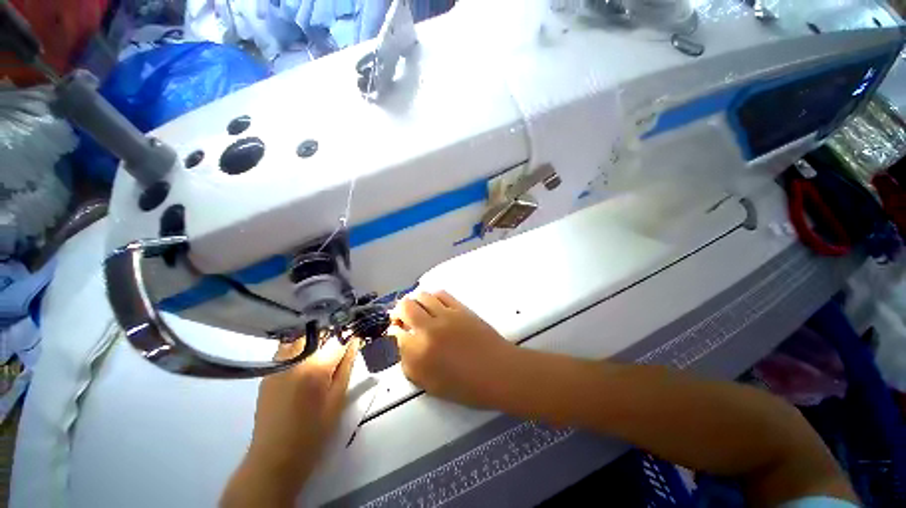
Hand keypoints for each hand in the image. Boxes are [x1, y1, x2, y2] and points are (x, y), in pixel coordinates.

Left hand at [221, 337, 357, 507]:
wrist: (274, 458)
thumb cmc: (313, 432)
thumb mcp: (338, 399)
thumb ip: (346, 366)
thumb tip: (354, 342)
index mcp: (316, 367)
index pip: (338, 339)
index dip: (348, 337)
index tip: (354, 340)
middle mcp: (294, 359)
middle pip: (317, 334)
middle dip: (331, 337)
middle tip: (337, 352)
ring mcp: (278, 365)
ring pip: (300, 338)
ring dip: (314, 342)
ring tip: (320, 358)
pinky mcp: (268, 372)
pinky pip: (287, 350)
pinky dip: (299, 350)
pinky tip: (303, 367)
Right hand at [390, 291, 517, 407]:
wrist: (498, 371)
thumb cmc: (466, 385)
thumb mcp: (431, 385)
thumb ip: (411, 365)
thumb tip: (403, 345)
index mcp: (419, 354)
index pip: (396, 334)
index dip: (394, 333)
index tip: (397, 334)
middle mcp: (429, 329)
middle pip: (404, 307)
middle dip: (398, 312)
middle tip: (402, 319)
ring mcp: (446, 315)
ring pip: (421, 296)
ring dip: (415, 302)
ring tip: (418, 310)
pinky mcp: (460, 308)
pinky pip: (441, 294)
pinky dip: (432, 297)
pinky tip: (434, 305)